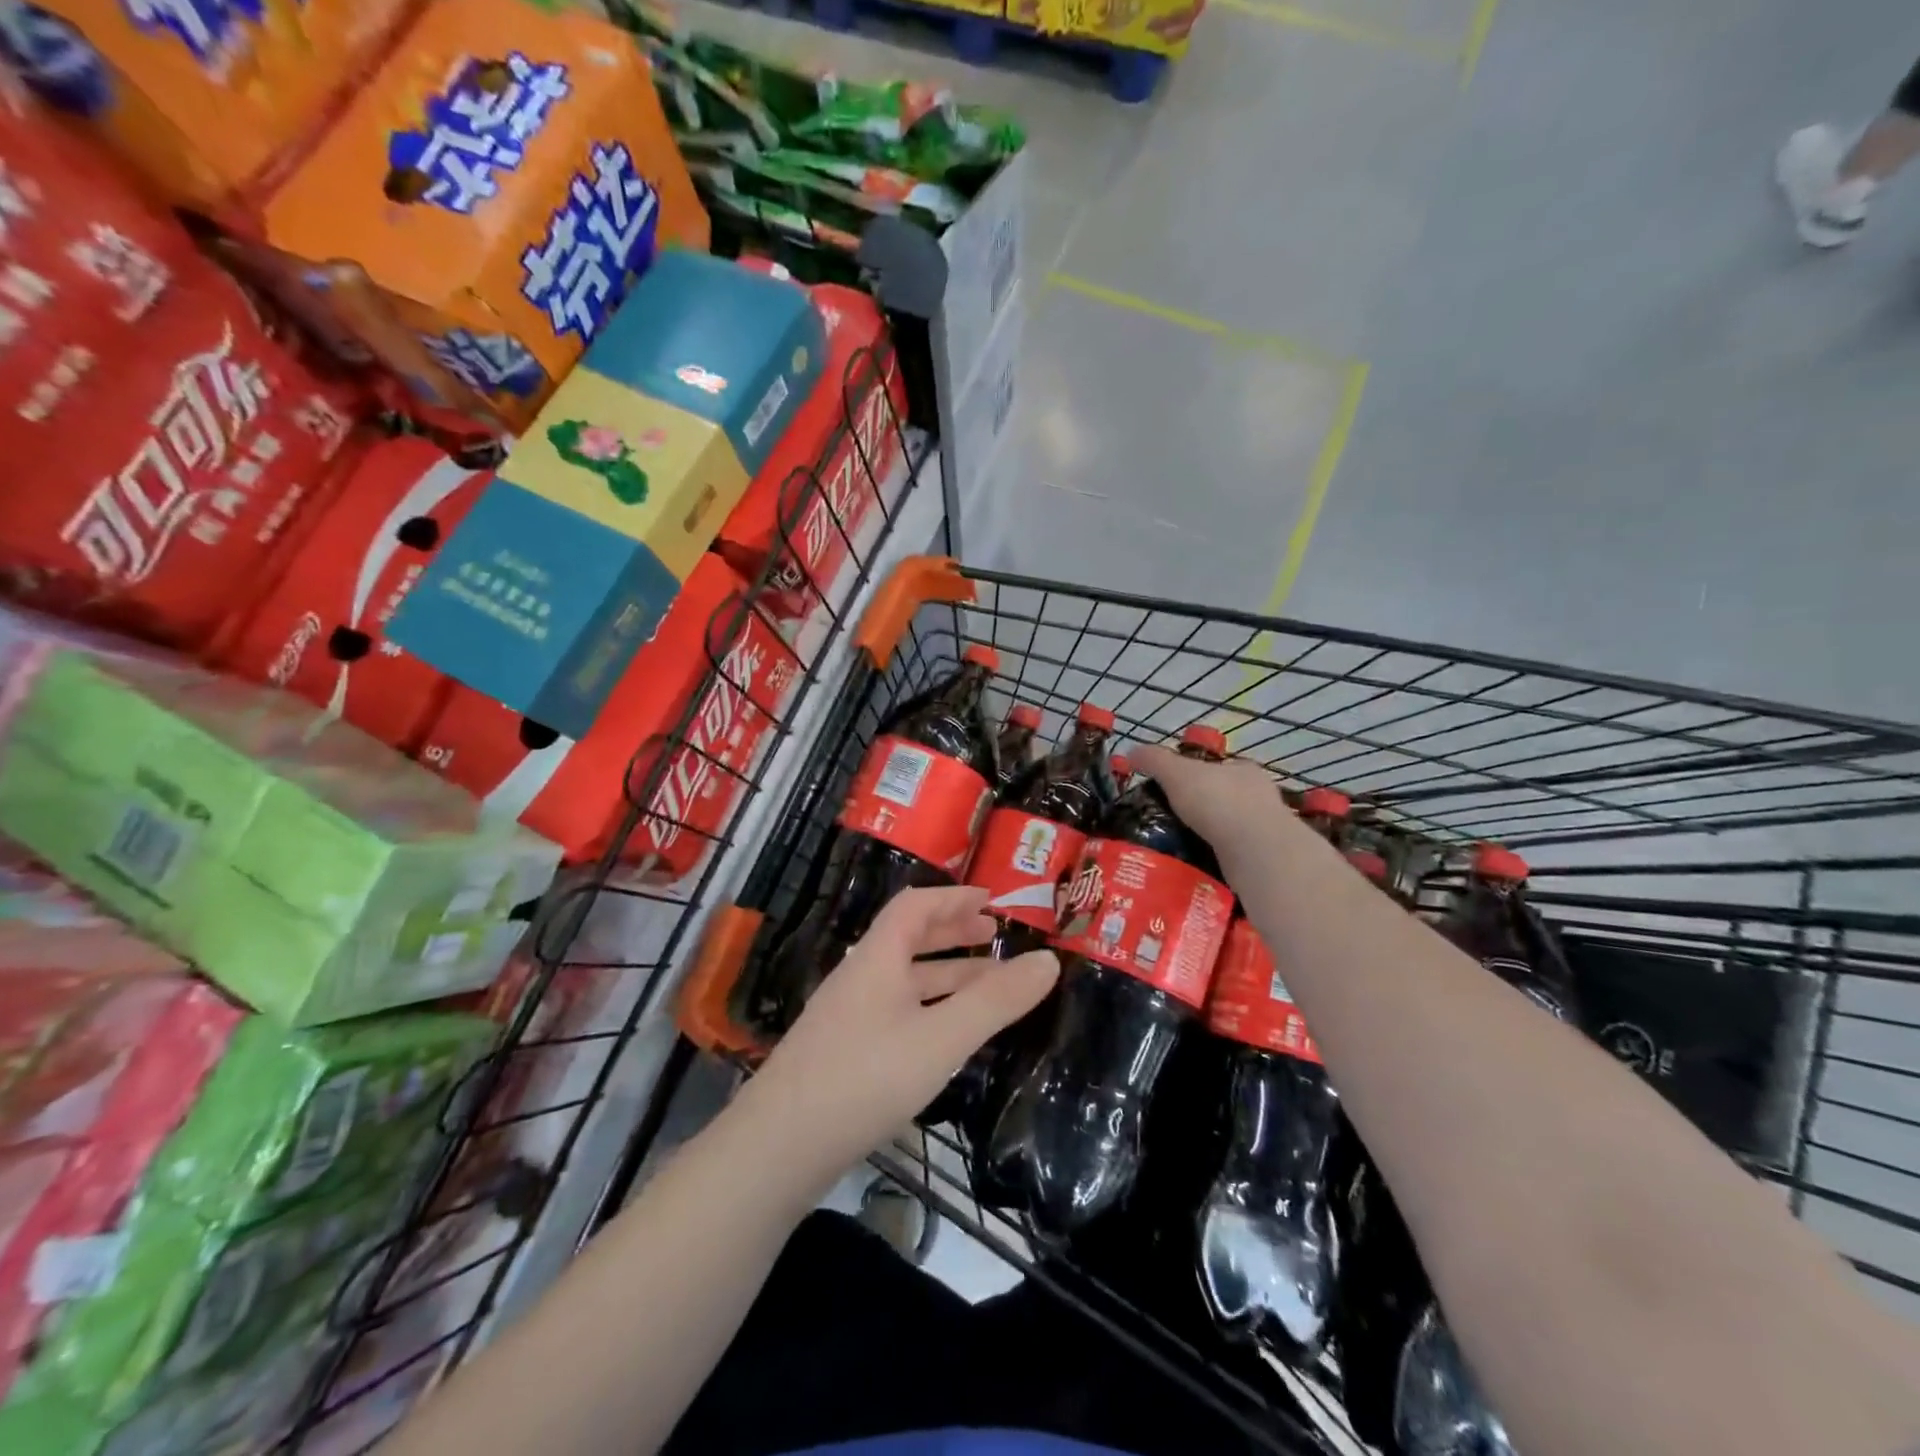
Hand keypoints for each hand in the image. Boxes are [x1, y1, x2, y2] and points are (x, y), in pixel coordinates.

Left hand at [734, 886, 1058, 1187]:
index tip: (990, 899)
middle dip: (953, 933)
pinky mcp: (842, 1053)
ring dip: (946, 974)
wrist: (777, 1149)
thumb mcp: (941, 1037)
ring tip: (988, 984)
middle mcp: (859, 978)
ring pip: (904, 980)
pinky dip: (929, 1007)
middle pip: (908, 939)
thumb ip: (995, 1001)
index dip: (953, 897)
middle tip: (994, 936)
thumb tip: (1047, 960)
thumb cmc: (865, 1078)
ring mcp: (847, 1017)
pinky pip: (895, 1011)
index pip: (915, 906)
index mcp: (877, 958)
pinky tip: (946, 1035)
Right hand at [1131, 743, 1293, 850]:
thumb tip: (1131, 751)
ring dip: (1209, 836)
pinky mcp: (1265, 858)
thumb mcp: (1176, 774)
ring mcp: (1266, 829)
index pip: (1217, 768)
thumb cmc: (1218, 801)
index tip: (1172, 791)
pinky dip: (1216, 858)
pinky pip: (1234, 855)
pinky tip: (1197, 865)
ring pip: (1231, 828)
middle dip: (1201, 809)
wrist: (1256, 850)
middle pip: (1224, 798)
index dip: (1194, 776)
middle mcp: (1259, 796)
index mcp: (1243, 770)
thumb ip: (1154, 760)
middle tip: (1170, 822)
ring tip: (1179, 846)